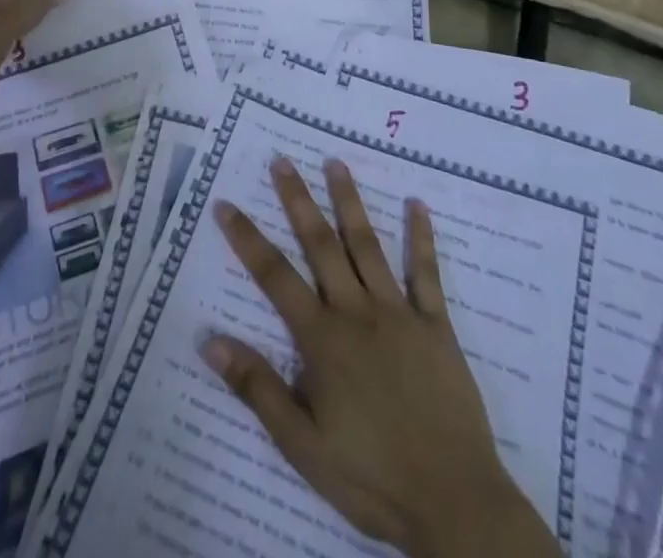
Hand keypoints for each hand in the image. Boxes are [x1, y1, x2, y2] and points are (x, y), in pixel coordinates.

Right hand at [203, 158, 560, 557]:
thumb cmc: (370, 477)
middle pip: (320, 245)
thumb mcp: (302, 445)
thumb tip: (209, 339)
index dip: (247, 239)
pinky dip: (421, 238)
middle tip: (282, 160)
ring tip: (336, 163)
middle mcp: (357, 312)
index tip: (225, 204)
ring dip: (349, 202)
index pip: (274, 276)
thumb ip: (258, 387)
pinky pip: (426, 273)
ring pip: (367, 246)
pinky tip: (418, 205)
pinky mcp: (436, 325)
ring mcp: (399, 313)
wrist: (452, 502)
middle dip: (298, 200)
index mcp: (322, 339)